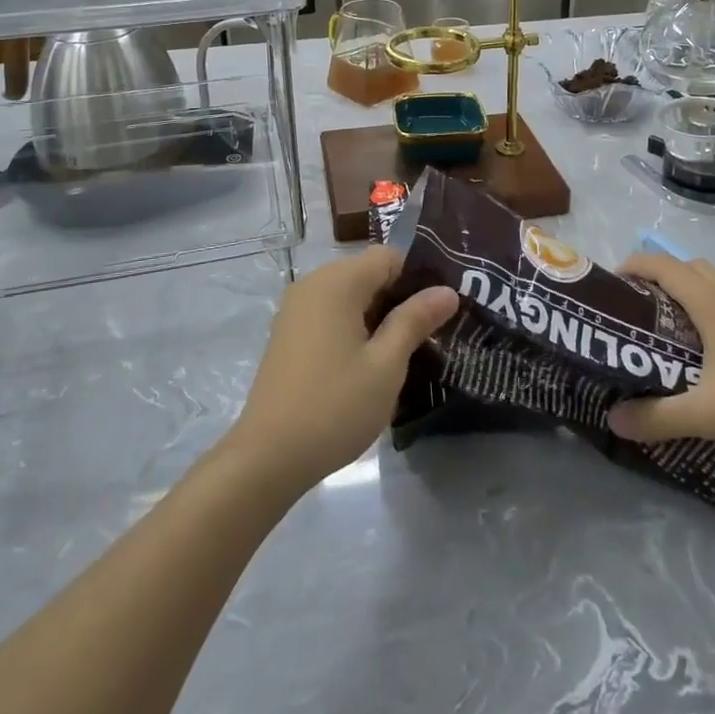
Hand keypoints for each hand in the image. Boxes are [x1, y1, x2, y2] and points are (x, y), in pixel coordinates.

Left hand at [226, 247, 458, 495]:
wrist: (268, 456)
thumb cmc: (335, 406)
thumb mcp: (386, 365)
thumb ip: (415, 321)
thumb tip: (447, 290)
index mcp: (337, 282)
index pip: (388, 257)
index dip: (418, 277)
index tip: (440, 311)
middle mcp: (313, 284)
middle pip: (368, 273)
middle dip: (400, 298)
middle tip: (429, 336)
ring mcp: (296, 308)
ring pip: (350, 295)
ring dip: (378, 316)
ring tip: (404, 353)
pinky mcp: (288, 333)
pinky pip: (330, 313)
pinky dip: (353, 327)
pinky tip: (367, 364)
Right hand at [605, 253, 714, 453]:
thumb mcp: (707, 414)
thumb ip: (657, 417)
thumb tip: (614, 419)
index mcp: (709, 300)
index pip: (660, 264)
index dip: (631, 266)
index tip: (612, 285)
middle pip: (687, 267)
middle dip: (661, 279)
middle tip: (644, 312)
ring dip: (693, 292)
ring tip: (682, 331)